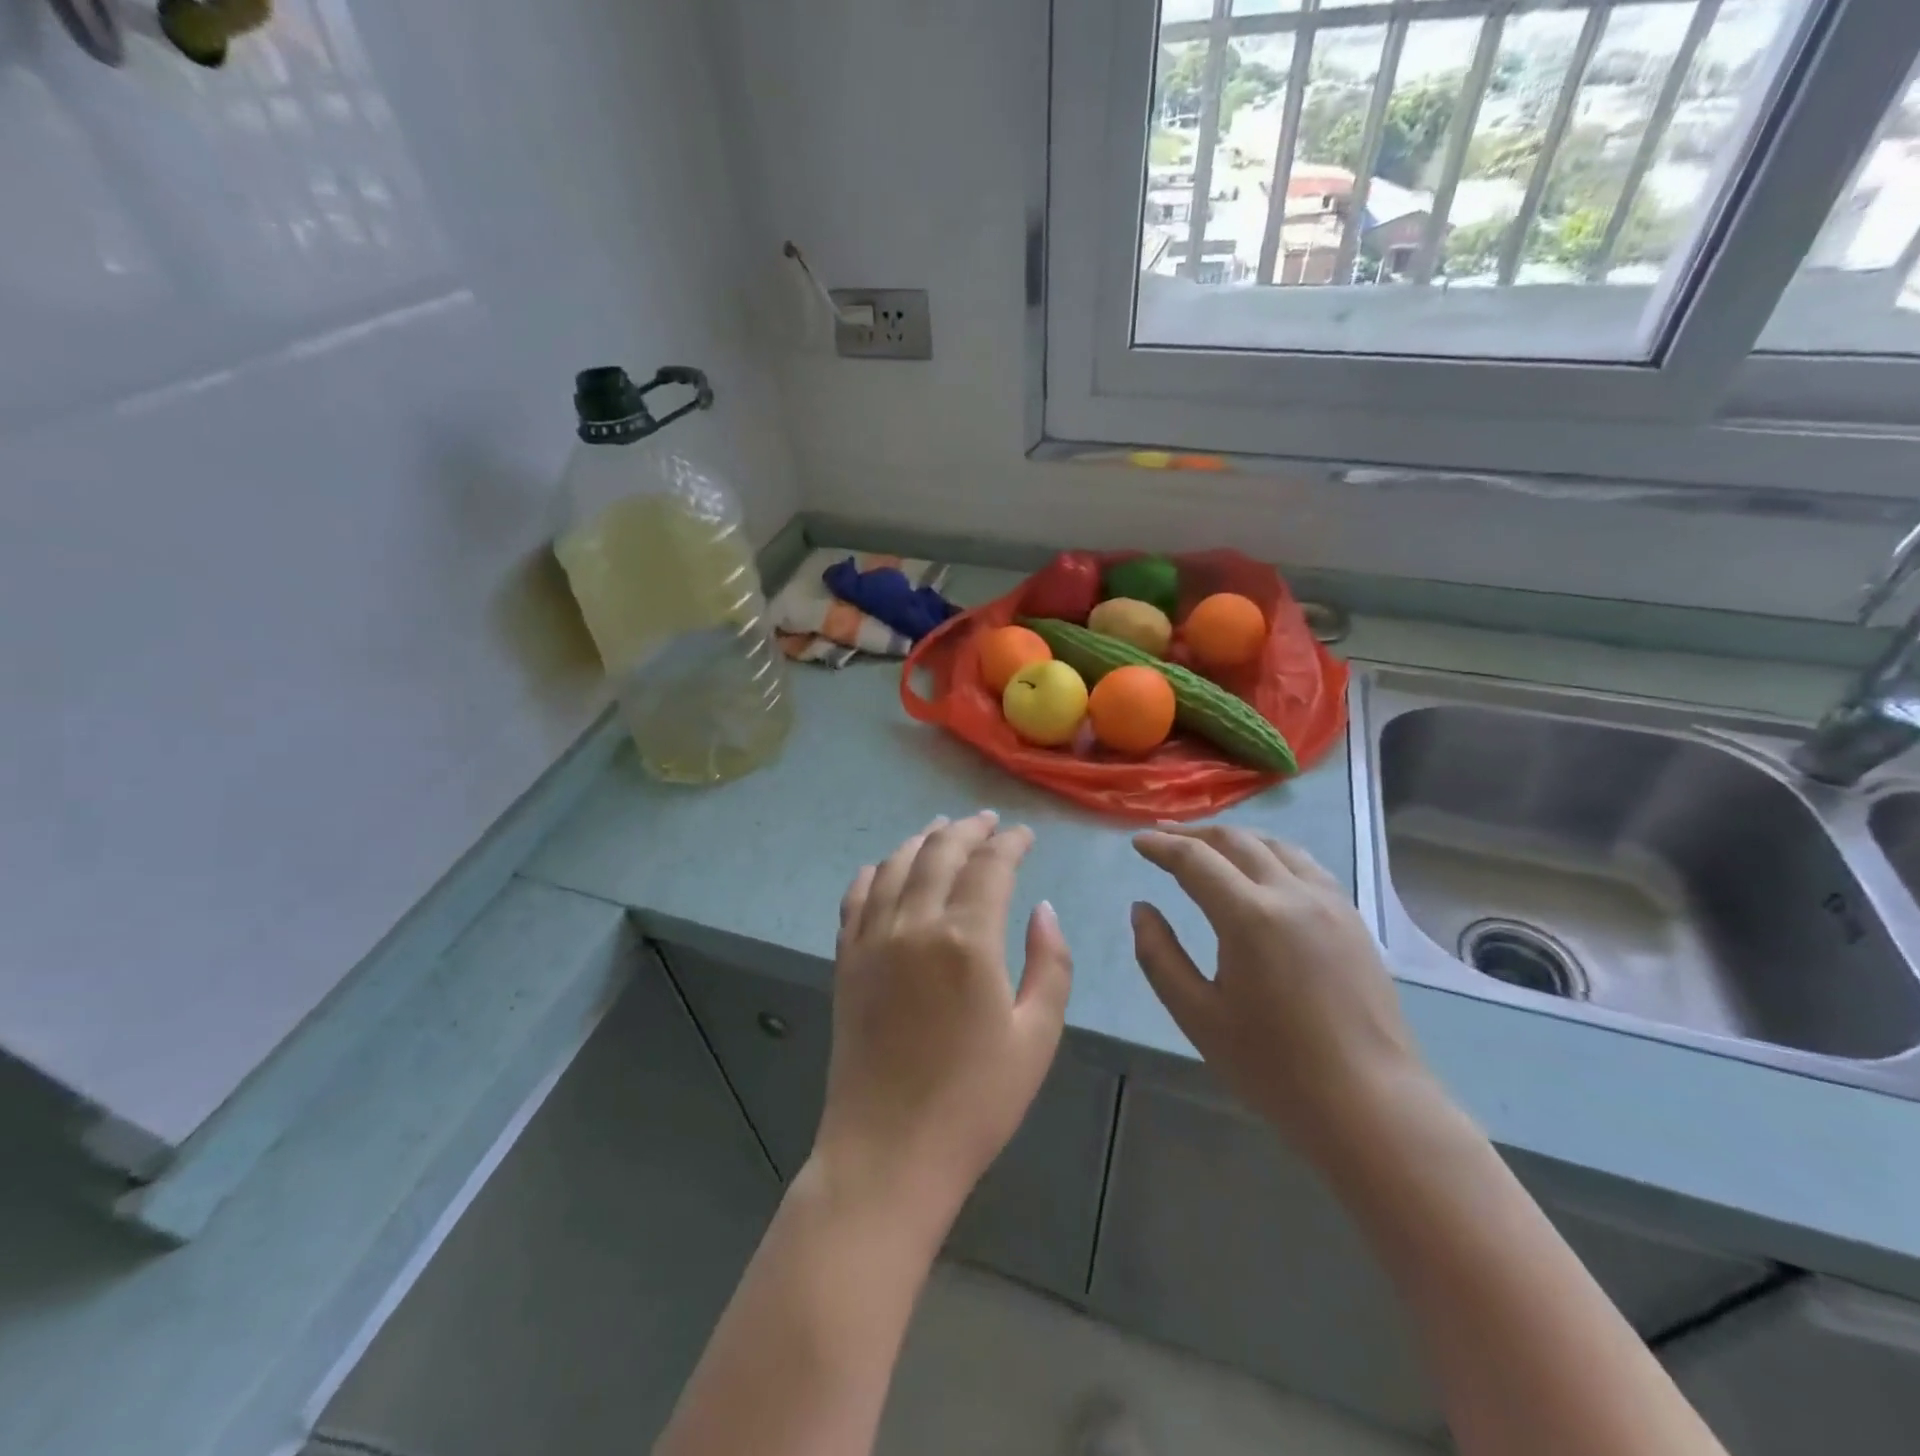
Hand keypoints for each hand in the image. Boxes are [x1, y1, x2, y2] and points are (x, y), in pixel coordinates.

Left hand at [814, 812, 1073, 1224]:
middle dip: (968, 829)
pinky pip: (857, 897)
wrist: (889, 1152)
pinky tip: (885, 866)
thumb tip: (1042, 910)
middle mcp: (915, 924)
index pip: (990, 866)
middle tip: (988, 821)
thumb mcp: (1036, 1037)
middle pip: (940, 852)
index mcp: (968, 940)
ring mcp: (873, 940)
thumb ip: (1049, 964)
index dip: (1010, 843)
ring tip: (942, 828)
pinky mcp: (846, 960)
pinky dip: (875, 872)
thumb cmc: (975, 1102)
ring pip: (896, 865)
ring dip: (923, 840)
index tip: (1024, 835)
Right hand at [1130, 827, 1432, 1166]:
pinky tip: (1262, 869)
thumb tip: (1141, 909)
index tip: (1137, 841)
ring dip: (1234, 838)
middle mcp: (1292, 894)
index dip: (1161, 846)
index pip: (1195, 860)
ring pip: (1275, 845)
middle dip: (1194, 833)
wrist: (1370, 1105)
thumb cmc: (1274, 1067)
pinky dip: (1271, 853)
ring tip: (1208, 845)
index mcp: (1250, 917)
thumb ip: (1159, 956)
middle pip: (1236, 841)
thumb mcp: (1197, 1016)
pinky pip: (1305, 865)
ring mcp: (1330, 902)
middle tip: (1163, 836)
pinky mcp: (1352, 918)